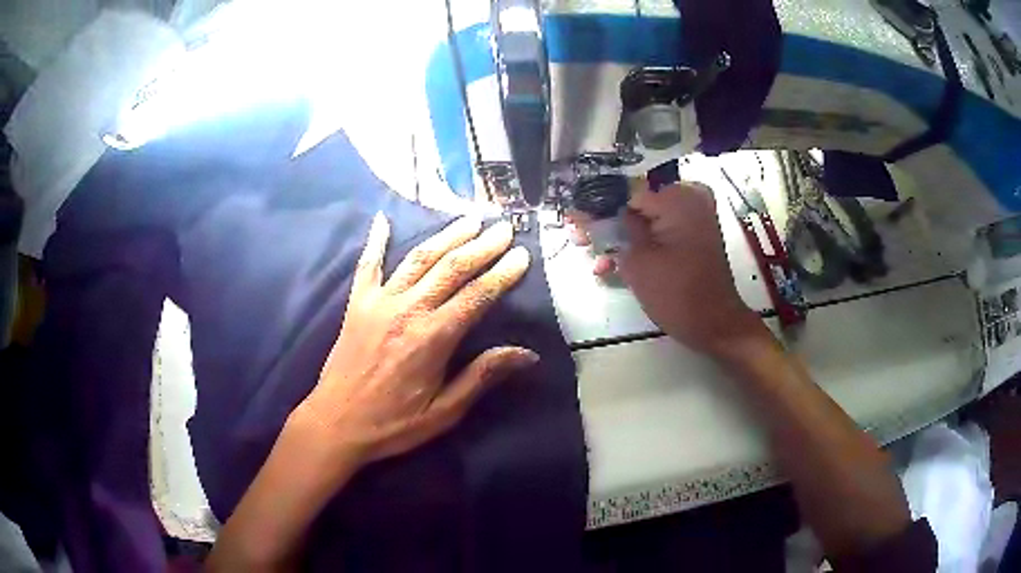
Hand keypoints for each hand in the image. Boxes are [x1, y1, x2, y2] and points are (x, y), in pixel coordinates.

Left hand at [294, 213, 537, 470]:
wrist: (337, 422)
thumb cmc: (394, 423)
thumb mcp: (445, 411)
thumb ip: (482, 376)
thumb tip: (527, 354)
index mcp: (433, 338)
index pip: (477, 296)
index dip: (502, 273)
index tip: (521, 254)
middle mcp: (408, 310)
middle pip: (451, 268)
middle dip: (482, 246)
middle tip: (504, 227)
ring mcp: (379, 302)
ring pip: (419, 259)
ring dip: (446, 236)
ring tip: (469, 220)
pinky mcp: (357, 303)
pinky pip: (368, 265)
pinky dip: (375, 240)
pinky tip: (382, 219)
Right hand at [572, 180, 764, 355]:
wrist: (715, 325)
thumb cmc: (677, 294)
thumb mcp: (636, 260)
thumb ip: (612, 229)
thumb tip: (590, 212)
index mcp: (678, 196)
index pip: (625, 188)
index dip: (594, 203)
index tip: (572, 218)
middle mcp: (688, 195)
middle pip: (634, 199)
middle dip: (604, 220)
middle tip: (577, 236)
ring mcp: (692, 214)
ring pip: (643, 215)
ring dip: (617, 235)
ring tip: (592, 255)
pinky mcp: (691, 232)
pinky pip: (657, 228)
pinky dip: (637, 243)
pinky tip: (612, 264)